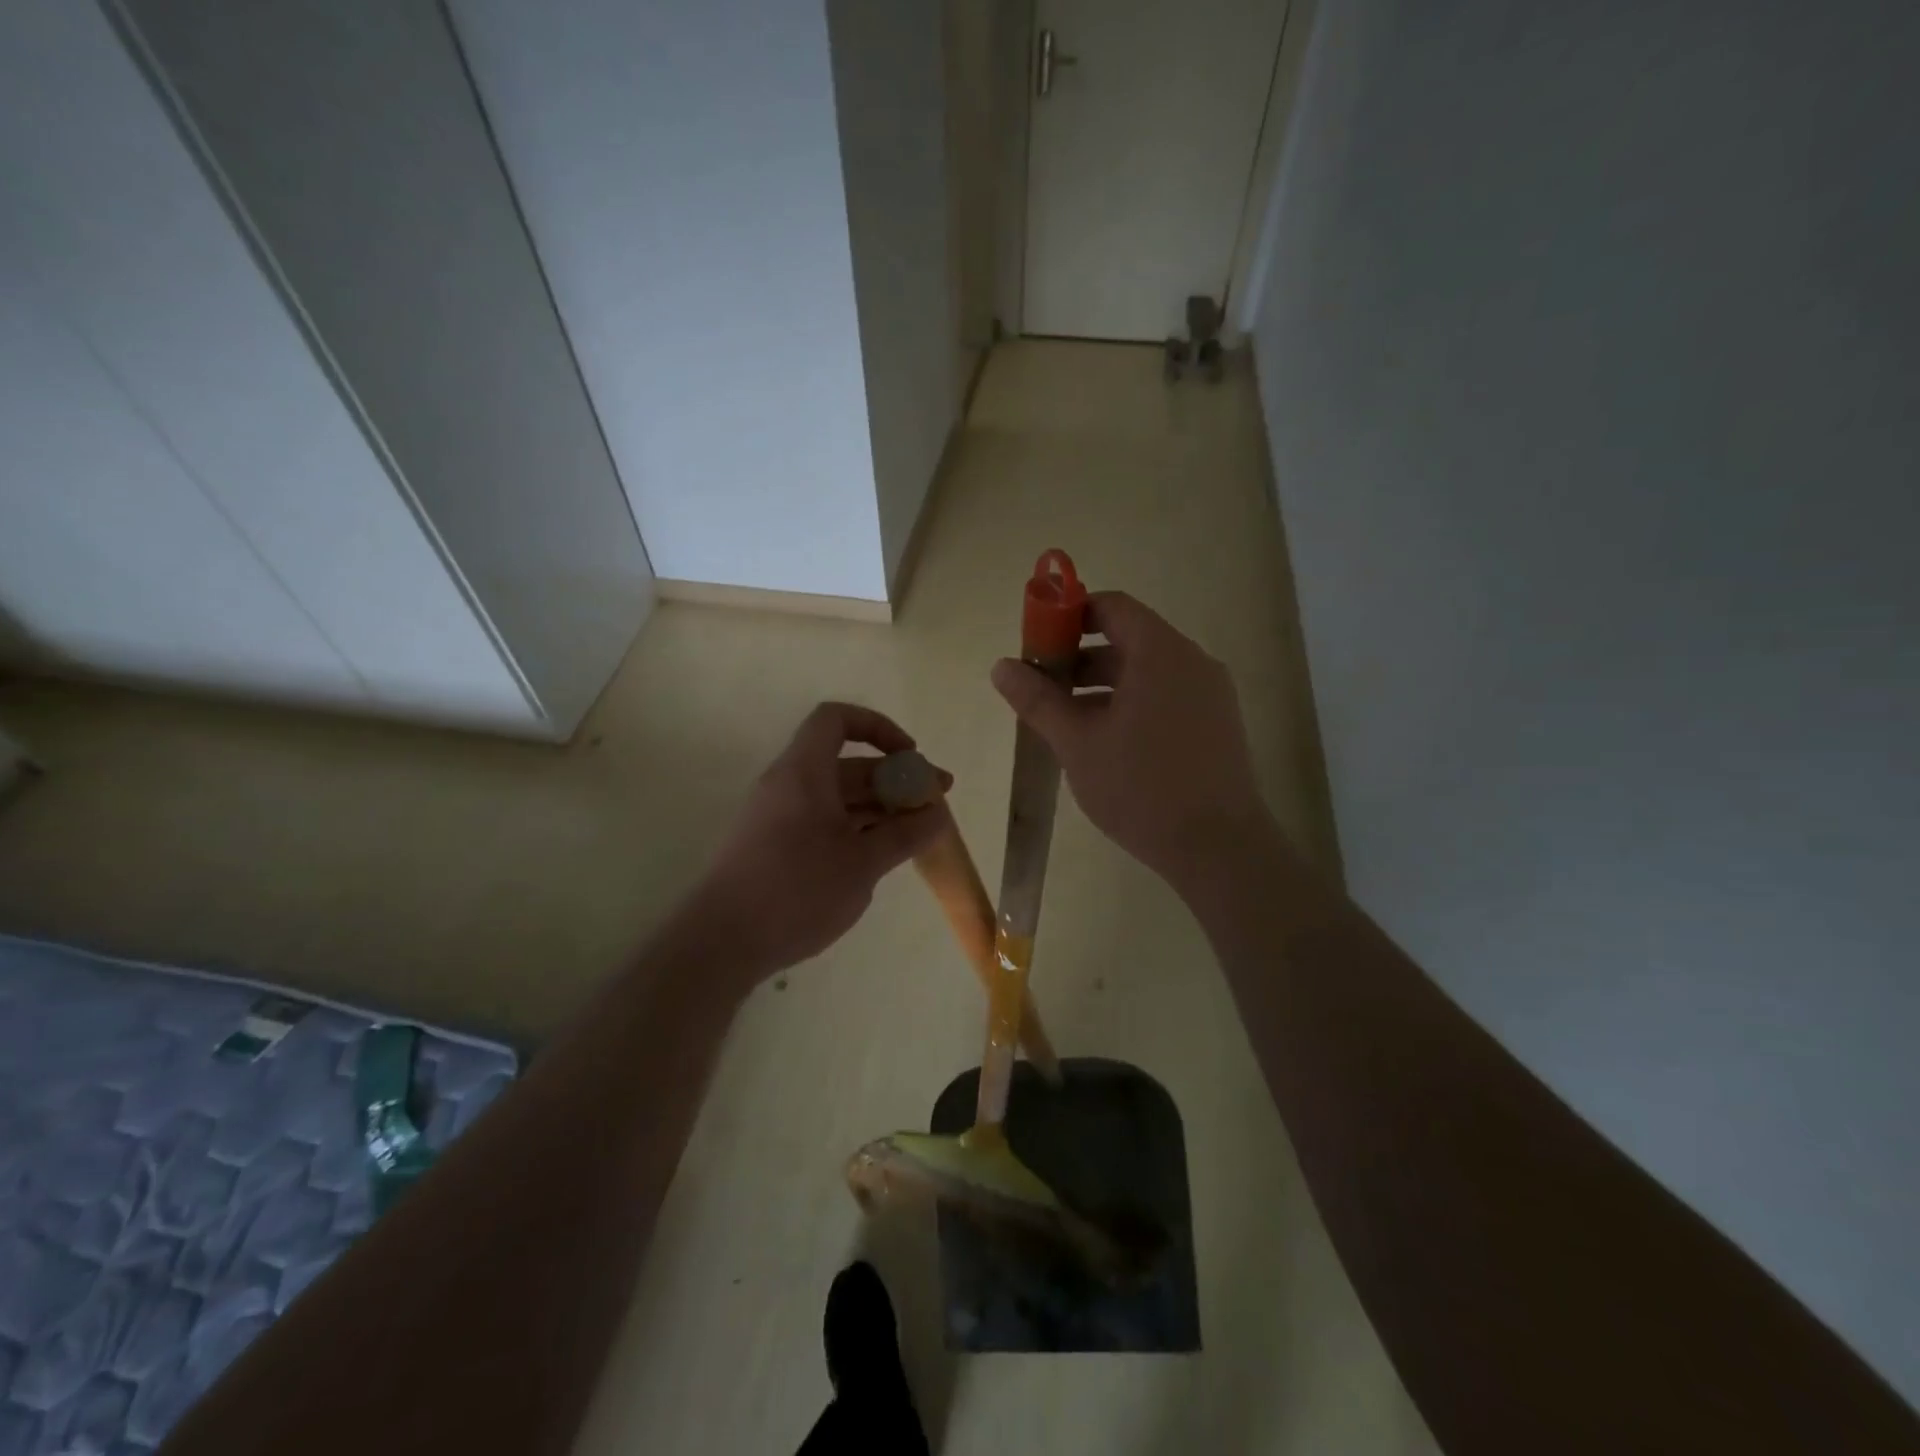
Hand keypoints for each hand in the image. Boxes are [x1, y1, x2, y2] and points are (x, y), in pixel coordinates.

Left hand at [686, 702, 949, 986]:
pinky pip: (823, 821)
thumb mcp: (862, 863)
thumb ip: (905, 834)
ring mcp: (779, 818)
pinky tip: (881, 855)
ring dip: (880, 807)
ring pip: (838, 797)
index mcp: (804, 772)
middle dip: (895, 778)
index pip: (836, 719)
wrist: (721, 943)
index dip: (878, 728)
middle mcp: (789, 785)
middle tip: (937, 803)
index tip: (910, 757)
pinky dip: (856, 828)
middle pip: (846, 763)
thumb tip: (938, 814)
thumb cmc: (797, 891)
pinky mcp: (776, 847)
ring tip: (918, 832)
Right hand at [990, 592, 1266, 893]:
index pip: (1112, 607)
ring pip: (1148, 672)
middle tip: (1043, 689)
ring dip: (1103, 686)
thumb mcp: (1077, 742)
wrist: (1219, 848)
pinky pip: (1167, 696)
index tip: (1038, 644)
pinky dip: (1132, 703)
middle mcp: (1192, 662)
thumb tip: (1001, 666)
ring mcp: (1211, 694)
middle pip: (1129, 639)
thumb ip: (1038, 700)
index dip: (1070, 616)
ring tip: (1067, 721)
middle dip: (1080, 658)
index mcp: (1160, 653)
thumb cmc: (1141, 787)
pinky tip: (1107, 742)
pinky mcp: (1218, 724)